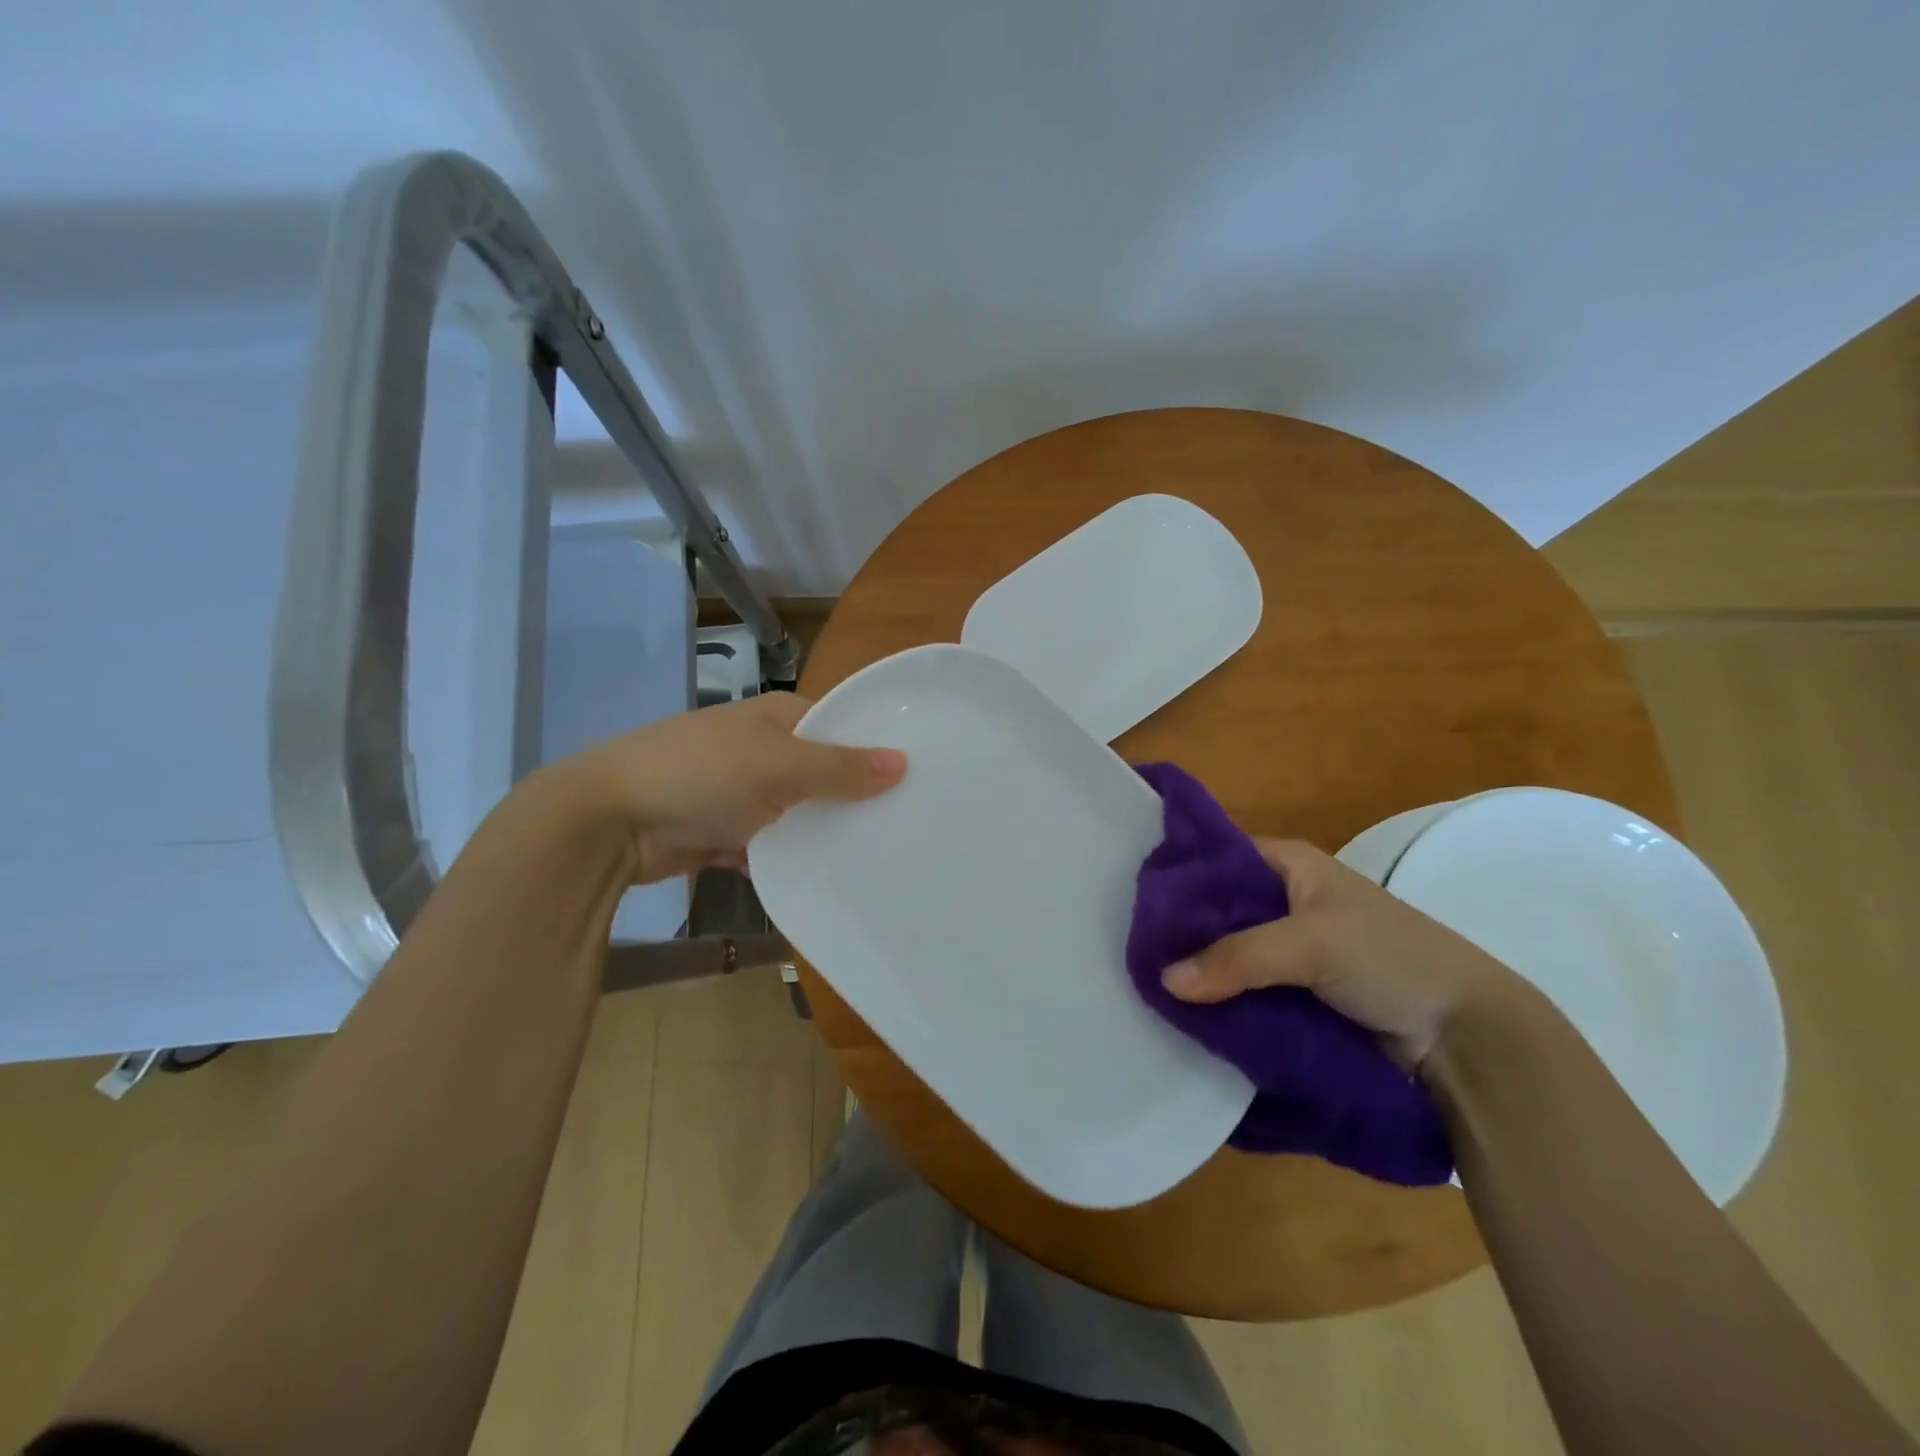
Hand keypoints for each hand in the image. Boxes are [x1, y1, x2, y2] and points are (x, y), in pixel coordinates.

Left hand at [549, 694, 905, 882]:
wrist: (608, 821)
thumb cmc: (702, 774)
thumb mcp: (779, 765)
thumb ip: (841, 768)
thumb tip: (903, 762)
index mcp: (777, 717)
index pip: (841, 727)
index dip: (877, 749)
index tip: (920, 779)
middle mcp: (763, 749)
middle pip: (823, 773)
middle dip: (855, 799)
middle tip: (908, 826)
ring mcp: (742, 792)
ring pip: (799, 813)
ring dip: (824, 834)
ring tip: (879, 857)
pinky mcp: (725, 832)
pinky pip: (772, 846)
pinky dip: (791, 860)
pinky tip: (828, 879)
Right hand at [1159, 838, 1524, 1070]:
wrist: (1467, 1035)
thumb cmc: (1391, 959)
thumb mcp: (1311, 944)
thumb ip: (1237, 958)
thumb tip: (1164, 981)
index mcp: (1289, 865)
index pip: (1217, 858)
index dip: (1178, 876)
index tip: (1130, 900)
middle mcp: (1285, 900)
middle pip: (1218, 910)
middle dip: (1180, 931)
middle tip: (1128, 950)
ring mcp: (1291, 950)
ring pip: (1229, 953)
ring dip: (1198, 970)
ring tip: (1143, 985)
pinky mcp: (1297, 993)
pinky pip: (1245, 990)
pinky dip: (1221, 999)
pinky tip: (1184, 1012)